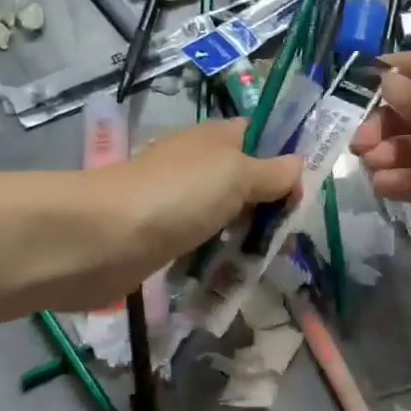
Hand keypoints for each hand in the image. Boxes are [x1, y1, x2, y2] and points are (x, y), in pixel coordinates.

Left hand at [96, 120, 299, 292]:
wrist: (106, 237)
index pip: (259, 136)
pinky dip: (217, 256)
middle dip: (269, 206)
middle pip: (246, 181)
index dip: (285, 157)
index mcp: (216, 138)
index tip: (304, 190)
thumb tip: (298, 164)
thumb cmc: (180, 195)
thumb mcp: (237, 174)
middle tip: (286, 234)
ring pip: (226, 216)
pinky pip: (203, 244)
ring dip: (244, 236)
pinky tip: (231, 274)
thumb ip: (272, 172)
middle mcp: (198, 165)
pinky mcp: (164, 237)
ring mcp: (179, 202)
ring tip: (263, 260)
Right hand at [350, 46, 410, 247]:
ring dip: (385, 154)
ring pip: (410, 150)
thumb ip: (407, 91)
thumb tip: (385, 85)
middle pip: (407, 113)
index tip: (355, 91)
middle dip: (379, 124)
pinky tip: (382, 184)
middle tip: (361, 143)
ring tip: (371, 163)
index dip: (386, 77)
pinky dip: (400, 182)